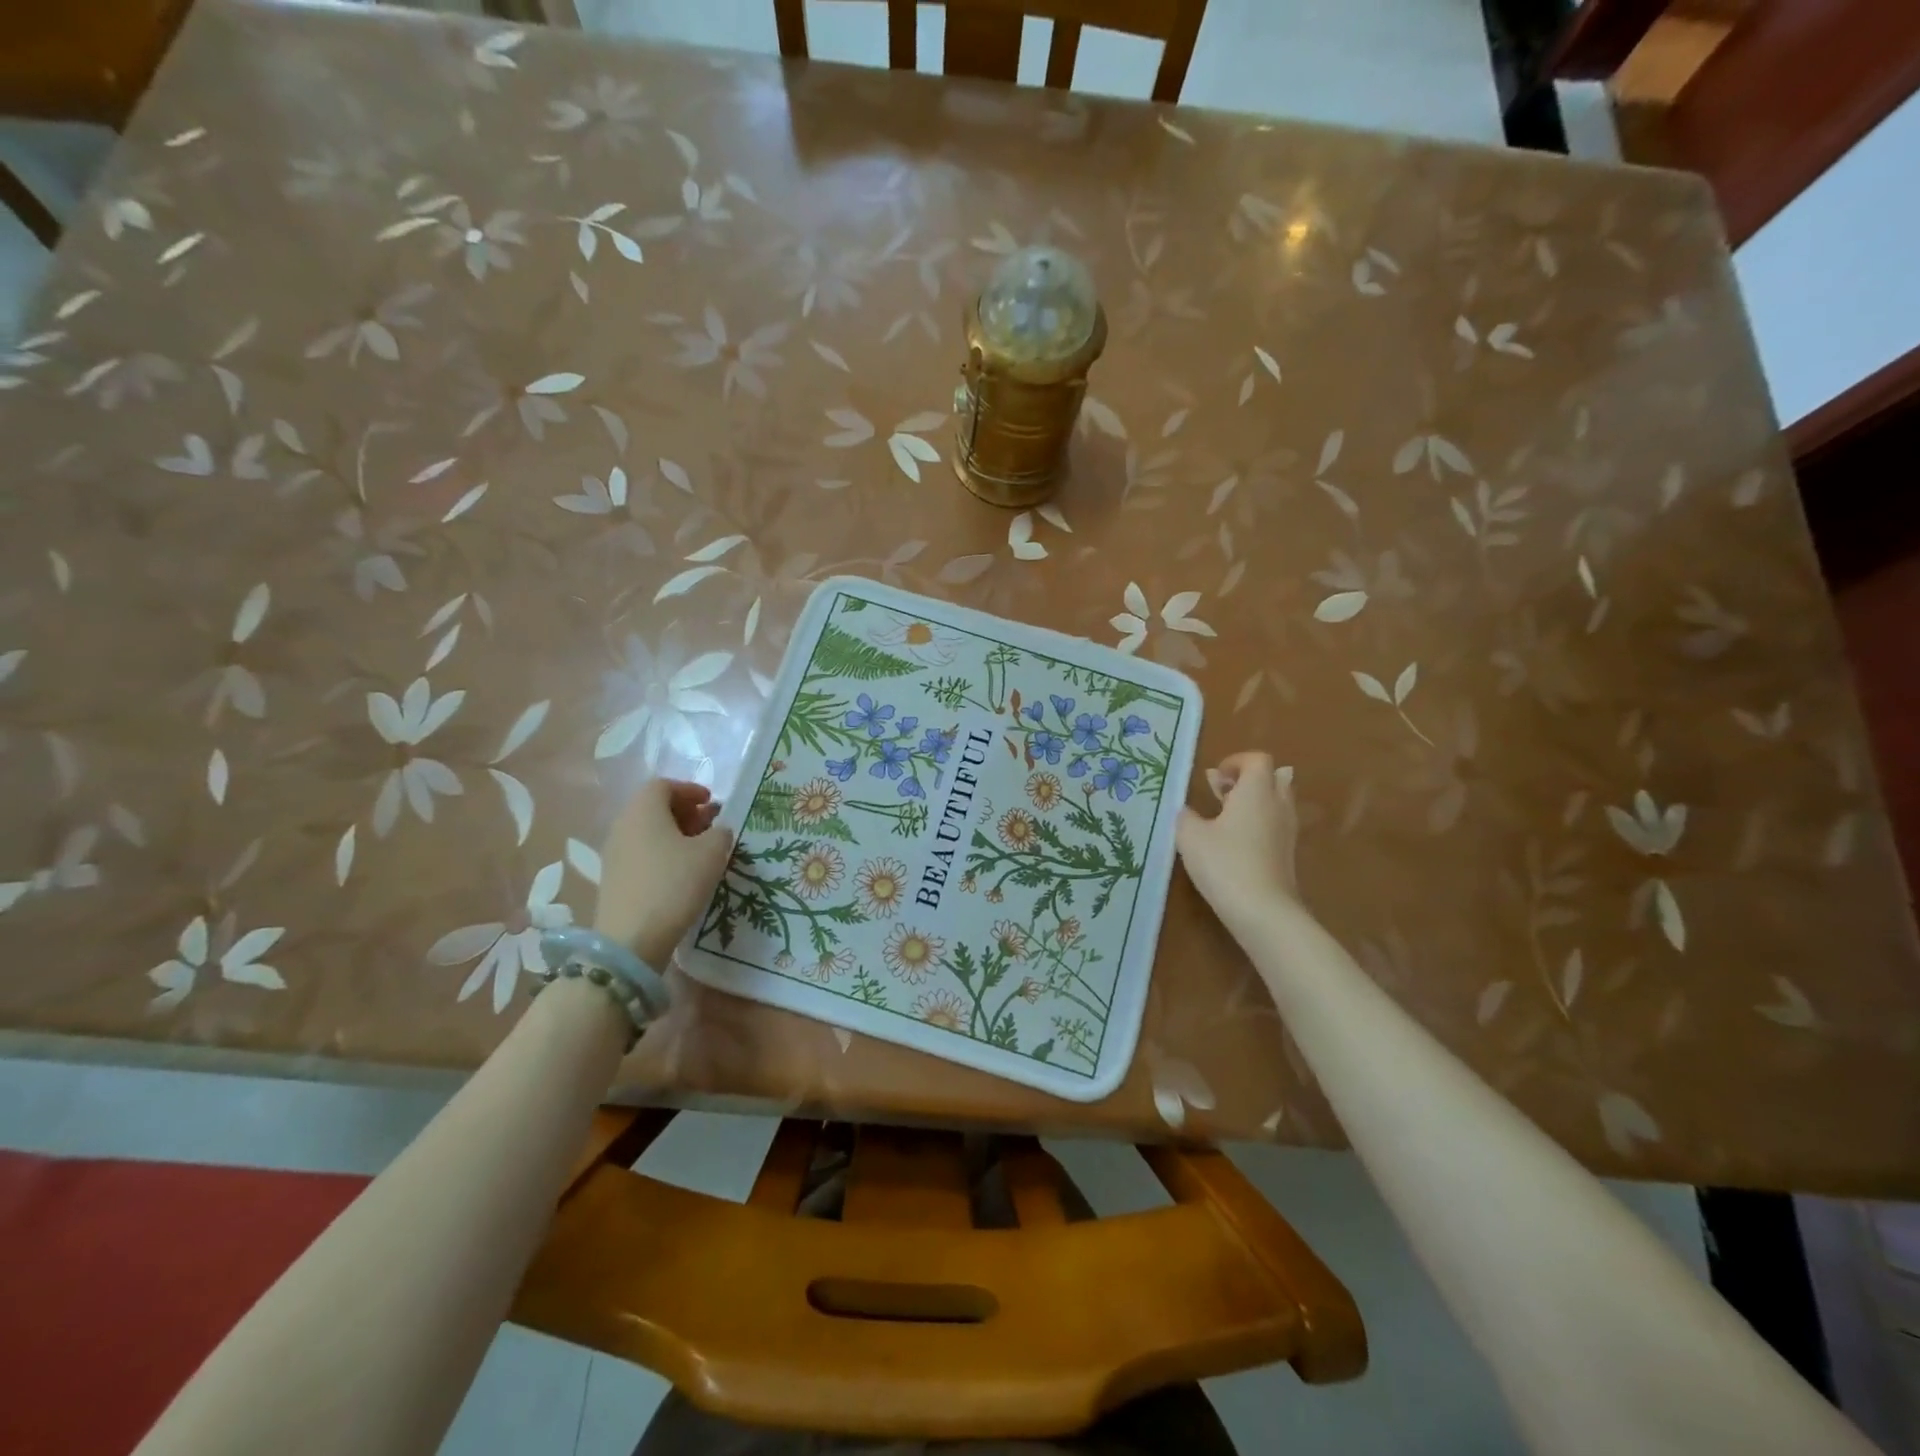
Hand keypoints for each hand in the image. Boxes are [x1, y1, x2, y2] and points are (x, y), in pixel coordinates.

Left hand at [593, 779, 734, 969]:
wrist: (631, 939)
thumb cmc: (674, 884)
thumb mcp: (712, 853)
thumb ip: (721, 833)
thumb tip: (717, 831)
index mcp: (644, 809)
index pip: (664, 785)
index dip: (690, 790)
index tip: (712, 803)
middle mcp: (623, 825)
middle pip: (653, 807)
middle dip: (684, 812)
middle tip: (709, 825)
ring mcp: (614, 853)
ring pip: (647, 831)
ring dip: (674, 834)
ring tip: (699, 851)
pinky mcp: (613, 879)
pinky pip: (640, 853)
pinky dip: (662, 854)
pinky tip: (681, 874)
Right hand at [1176, 751, 1299, 922]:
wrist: (1263, 910)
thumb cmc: (1224, 863)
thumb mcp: (1190, 836)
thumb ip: (1186, 816)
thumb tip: (1187, 810)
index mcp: (1256, 791)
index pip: (1257, 760)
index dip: (1235, 762)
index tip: (1214, 777)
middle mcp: (1277, 805)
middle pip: (1275, 777)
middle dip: (1249, 779)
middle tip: (1222, 792)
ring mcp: (1287, 831)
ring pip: (1278, 802)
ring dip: (1255, 802)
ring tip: (1225, 816)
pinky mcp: (1287, 854)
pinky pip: (1276, 824)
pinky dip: (1259, 823)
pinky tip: (1235, 841)